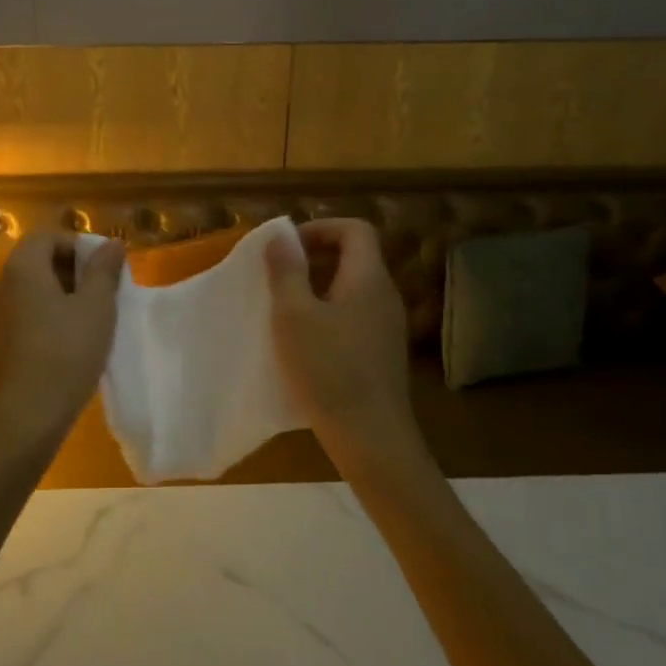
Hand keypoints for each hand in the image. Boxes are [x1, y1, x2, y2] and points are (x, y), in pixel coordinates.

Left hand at [0, 231, 125, 450]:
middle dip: (72, 271)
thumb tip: (112, 243)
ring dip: (60, 297)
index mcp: (23, 267)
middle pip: (37, 263)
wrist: (24, 416)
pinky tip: (68, 345)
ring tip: (90, 320)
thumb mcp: (96, 307)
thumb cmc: (66, 352)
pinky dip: (46, 320)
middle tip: (102, 292)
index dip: (77, 245)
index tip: (104, 267)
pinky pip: (24, 318)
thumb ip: (104, 271)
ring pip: (31, 293)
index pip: (47, 237)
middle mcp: (2, 285)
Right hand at [266, 219, 426, 476]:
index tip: (286, 248)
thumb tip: (280, 237)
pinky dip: (328, 314)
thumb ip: (287, 272)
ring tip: (284, 308)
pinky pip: (354, 316)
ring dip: (317, 288)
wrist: (371, 437)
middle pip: (354, 257)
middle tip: (277, 276)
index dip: (320, 228)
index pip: (355, 229)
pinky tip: (304, 342)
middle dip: (313, 258)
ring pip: (352, 288)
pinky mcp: (381, 353)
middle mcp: (385, 296)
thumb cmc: (328, 369)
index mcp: (368, 278)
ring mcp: (387, 327)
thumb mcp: (294, 316)